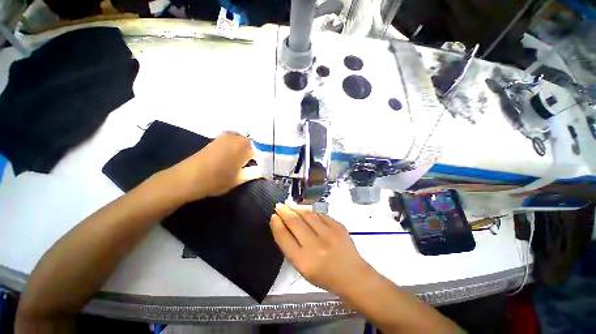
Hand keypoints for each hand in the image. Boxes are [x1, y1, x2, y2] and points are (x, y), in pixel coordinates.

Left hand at [165, 132, 261, 200]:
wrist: (187, 178)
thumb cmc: (216, 180)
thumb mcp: (239, 179)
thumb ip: (254, 173)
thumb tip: (266, 170)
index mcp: (245, 146)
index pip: (263, 150)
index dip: (267, 158)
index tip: (269, 165)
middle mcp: (238, 137)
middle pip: (255, 144)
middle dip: (260, 153)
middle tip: (262, 163)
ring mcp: (227, 136)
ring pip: (246, 141)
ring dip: (251, 149)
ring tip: (253, 160)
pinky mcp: (219, 138)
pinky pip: (237, 140)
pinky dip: (241, 146)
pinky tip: (241, 155)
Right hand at [270, 204, 373, 294]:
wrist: (353, 276)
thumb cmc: (325, 276)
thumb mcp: (303, 268)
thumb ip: (291, 247)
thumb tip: (282, 225)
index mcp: (303, 261)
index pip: (284, 237)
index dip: (277, 224)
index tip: (274, 216)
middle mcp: (315, 246)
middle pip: (294, 222)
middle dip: (284, 211)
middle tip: (279, 205)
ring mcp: (329, 234)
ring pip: (307, 214)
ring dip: (296, 207)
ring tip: (289, 204)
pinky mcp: (338, 226)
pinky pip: (320, 214)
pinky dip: (311, 212)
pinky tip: (306, 211)